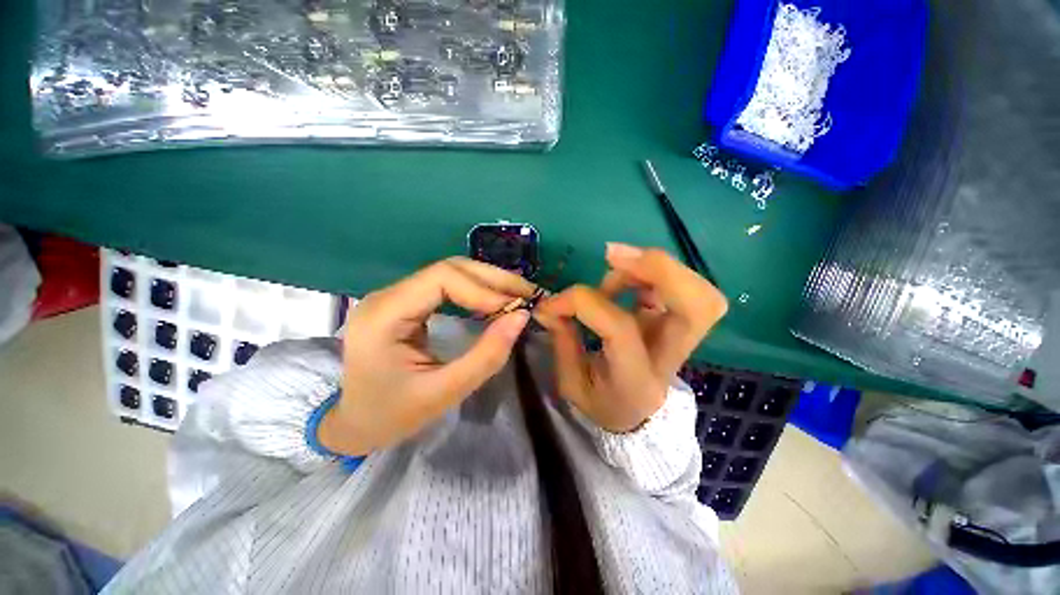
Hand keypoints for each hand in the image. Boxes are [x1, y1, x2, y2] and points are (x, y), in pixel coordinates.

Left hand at [319, 257, 535, 456]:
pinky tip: (495, 301)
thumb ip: (486, 355)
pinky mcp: (406, 302)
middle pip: (449, 268)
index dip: (484, 289)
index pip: (442, 278)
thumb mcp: (444, 392)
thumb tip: (521, 317)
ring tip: (518, 295)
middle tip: (528, 293)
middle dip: (493, 280)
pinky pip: (447, 286)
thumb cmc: (392, 415)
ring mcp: (395, 296)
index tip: (516, 308)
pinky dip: (477, 291)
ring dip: (488, 282)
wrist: (355, 423)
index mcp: (384, 315)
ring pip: (451, 273)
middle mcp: (387, 295)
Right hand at [535, 244, 727, 432]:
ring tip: (613, 269)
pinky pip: (683, 285)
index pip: (620, 327)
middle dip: (658, 269)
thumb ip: (562, 341)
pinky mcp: (680, 321)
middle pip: (698, 305)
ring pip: (699, 291)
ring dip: (653, 267)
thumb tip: (549, 305)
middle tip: (611, 255)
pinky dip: (654, 271)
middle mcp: (670, 357)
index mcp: (637, 379)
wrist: (638, 414)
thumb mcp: (572, 383)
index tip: (553, 303)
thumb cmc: (602, 402)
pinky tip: (627, 276)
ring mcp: (683, 337)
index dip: (583, 303)